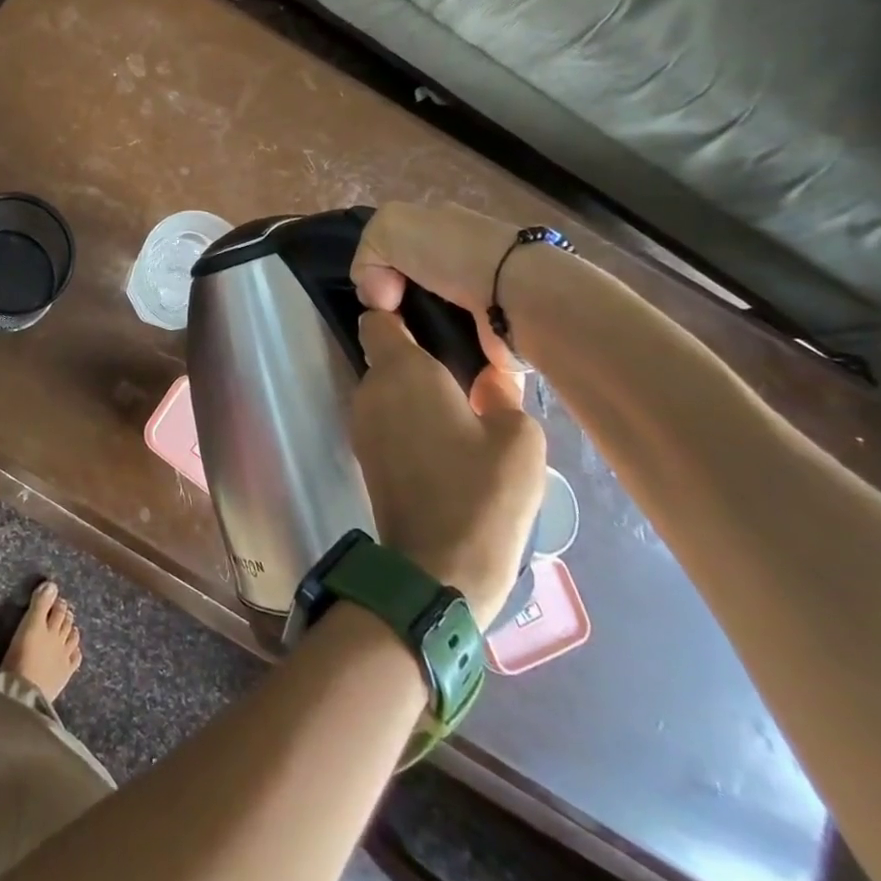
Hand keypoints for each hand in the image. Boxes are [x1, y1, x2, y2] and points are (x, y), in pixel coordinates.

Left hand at [350, 310, 545, 626]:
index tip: (431, 318)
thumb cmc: (481, 495)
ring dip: (416, 390)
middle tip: (467, 366)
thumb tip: (494, 376)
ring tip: (464, 405)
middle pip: (386, 354)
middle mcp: (370, 388)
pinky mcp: (364, 453)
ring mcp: (361, 422)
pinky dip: (408, 416)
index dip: (398, 312)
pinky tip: (446, 436)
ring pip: (387, 387)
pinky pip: (386, 416)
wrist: (436, 568)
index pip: (378, 319)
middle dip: (419, 355)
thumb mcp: (519, 440)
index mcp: (401, 370)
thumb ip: (505, 395)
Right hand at [352, 202, 536, 372]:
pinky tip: (424, 362)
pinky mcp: (491, 339)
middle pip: (409, 286)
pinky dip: (435, 356)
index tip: (375, 295)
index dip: (376, 271)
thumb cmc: (453, 255)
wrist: (519, 297)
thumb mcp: (389, 227)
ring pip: (426, 319)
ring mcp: (479, 301)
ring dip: (411, 333)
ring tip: (401, 348)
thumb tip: (376, 297)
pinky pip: (451, 348)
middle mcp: (462, 262)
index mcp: (443, 230)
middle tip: (386, 323)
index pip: (396, 250)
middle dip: (393, 306)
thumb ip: (367, 253)